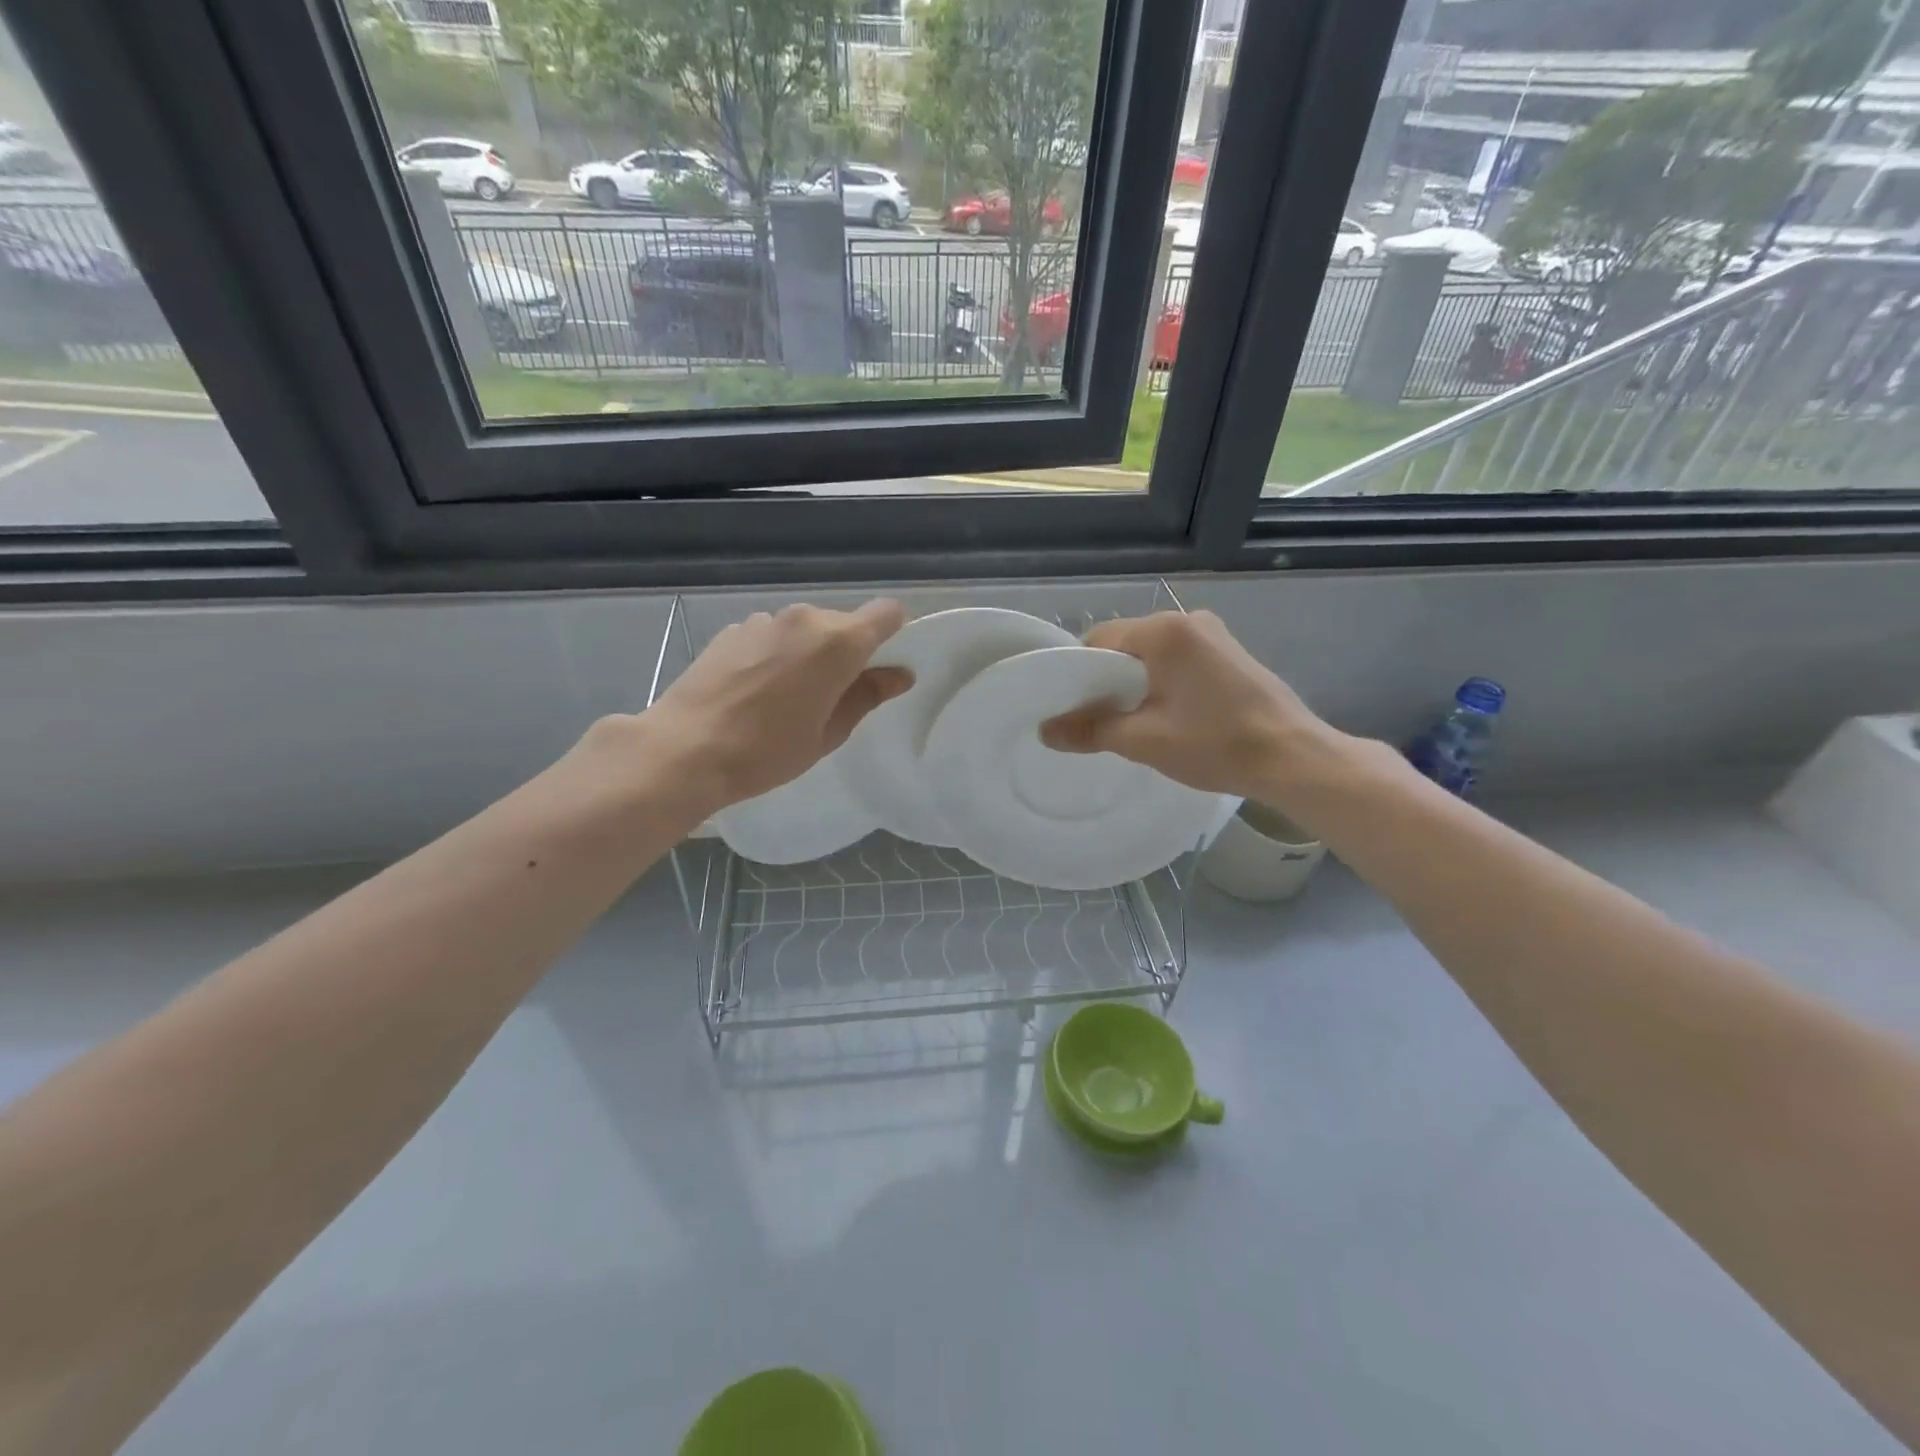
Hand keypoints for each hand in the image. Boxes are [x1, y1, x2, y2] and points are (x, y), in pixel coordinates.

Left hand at [632, 600, 911, 811]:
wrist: (685, 749)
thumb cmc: (768, 750)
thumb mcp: (829, 733)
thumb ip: (867, 696)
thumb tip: (901, 674)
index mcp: (838, 642)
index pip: (887, 613)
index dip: (893, 633)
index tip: (881, 665)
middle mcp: (804, 619)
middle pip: (843, 624)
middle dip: (846, 652)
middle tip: (829, 697)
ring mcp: (764, 620)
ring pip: (805, 630)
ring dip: (808, 653)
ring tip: (785, 697)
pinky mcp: (733, 629)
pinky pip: (772, 635)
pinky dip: (775, 654)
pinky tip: (753, 691)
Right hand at [1040, 610, 1343, 801]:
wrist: (1294, 758)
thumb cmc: (1215, 744)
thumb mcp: (1144, 741)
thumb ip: (1090, 730)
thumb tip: (1046, 730)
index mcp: (1164, 632)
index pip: (1099, 640)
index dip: (1078, 673)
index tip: (1072, 708)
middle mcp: (1188, 620)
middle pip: (1126, 644)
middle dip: (1107, 680)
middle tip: (1098, 721)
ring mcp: (1214, 635)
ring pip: (1152, 654)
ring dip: (1136, 683)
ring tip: (1131, 722)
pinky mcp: (1230, 653)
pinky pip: (1178, 660)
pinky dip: (1163, 682)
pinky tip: (1167, 715)